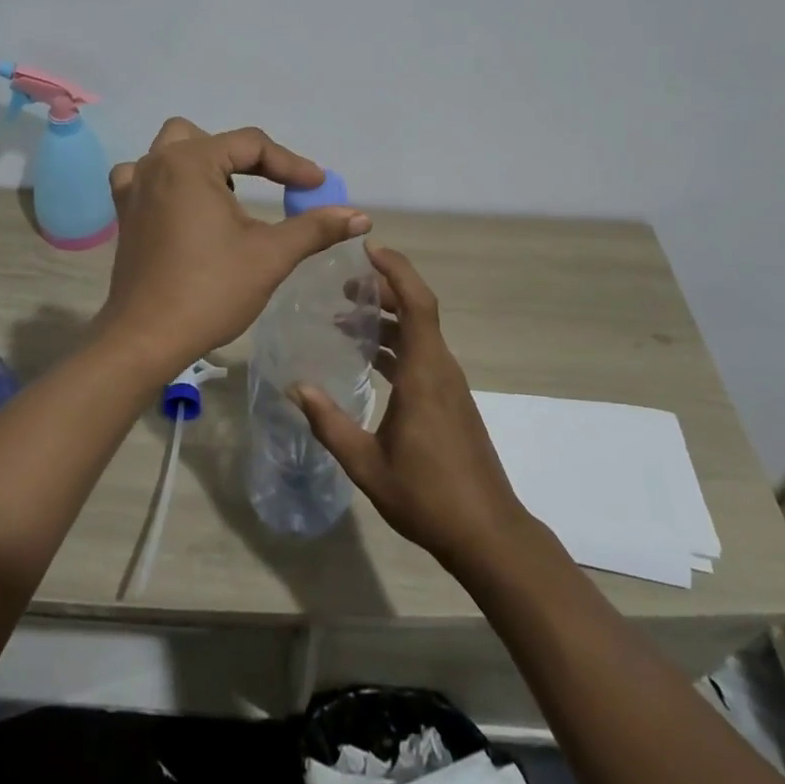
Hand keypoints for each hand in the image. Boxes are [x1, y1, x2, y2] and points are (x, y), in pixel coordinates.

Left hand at [98, 118, 370, 368]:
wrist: (146, 338)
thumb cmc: (210, 290)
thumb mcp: (270, 255)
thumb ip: (315, 227)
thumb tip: (361, 216)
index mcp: (190, 163)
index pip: (250, 145)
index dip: (290, 164)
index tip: (318, 187)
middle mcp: (156, 164)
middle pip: (207, 138)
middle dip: (243, 157)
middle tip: (272, 185)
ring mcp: (134, 187)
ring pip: (172, 151)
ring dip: (205, 163)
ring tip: (229, 196)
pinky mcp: (125, 213)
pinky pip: (145, 177)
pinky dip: (169, 181)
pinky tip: (185, 206)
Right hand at [293, 244, 528, 572]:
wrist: (488, 534)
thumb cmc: (427, 496)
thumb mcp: (367, 464)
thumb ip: (329, 423)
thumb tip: (296, 387)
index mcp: (425, 373)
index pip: (417, 302)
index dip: (396, 270)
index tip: (369, 249)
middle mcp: (441, 369)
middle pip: (416, 310)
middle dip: (382, 289)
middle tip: (343, 285)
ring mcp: (449, 385)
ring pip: (419, 333)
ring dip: (387, 318)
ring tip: (347, 316)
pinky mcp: (450, 401)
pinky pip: (422, 354)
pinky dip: (395, 343)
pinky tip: (369, 358)